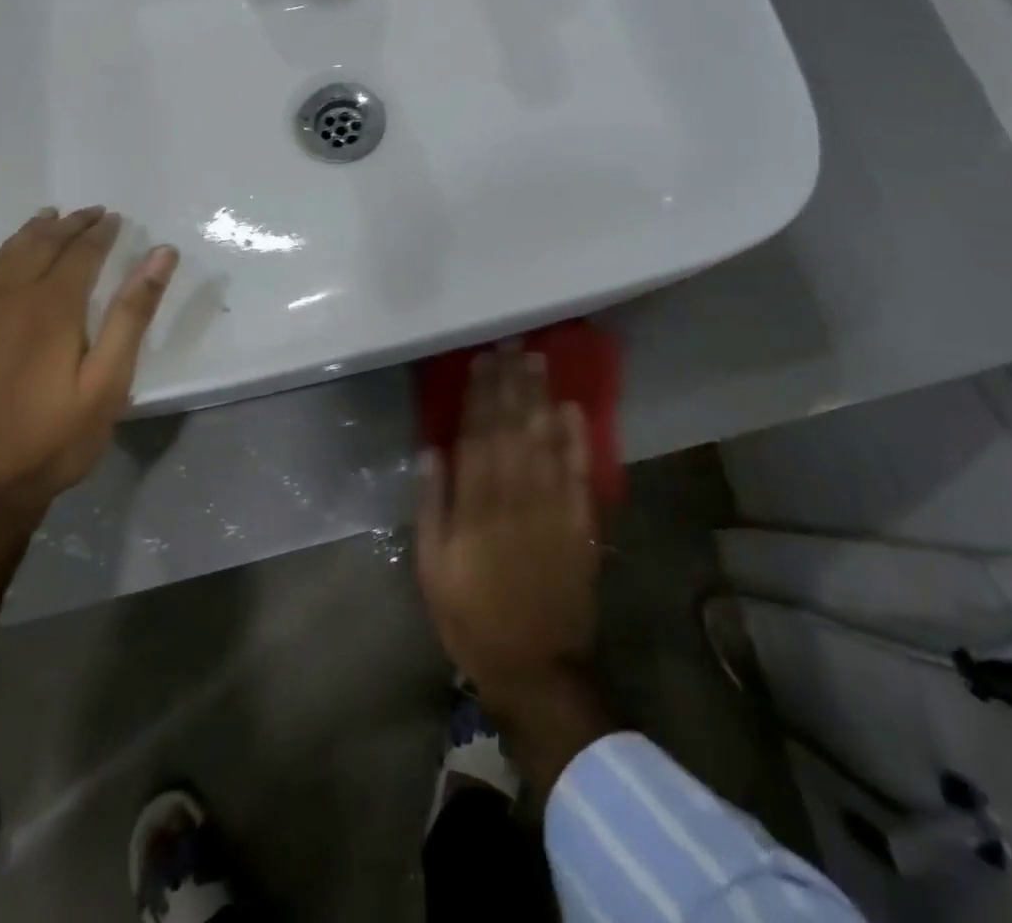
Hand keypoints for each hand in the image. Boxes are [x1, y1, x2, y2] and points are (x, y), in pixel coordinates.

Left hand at [0, 207, 177, 519]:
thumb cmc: (50, 440)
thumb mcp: (107, 384)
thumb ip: (132, 315)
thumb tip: (160, 254)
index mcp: (50, 307)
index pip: (80, 252)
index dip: (100, 233)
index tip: (113, 219)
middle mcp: (2, 297)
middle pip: (39, 244)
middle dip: (68, 225)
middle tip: (88, 214)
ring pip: (1, 258)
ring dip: (30, 235)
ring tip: (48, 220)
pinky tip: (1, 267)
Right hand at [416, 348, 599, 707]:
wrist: (535, 667)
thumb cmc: (471, 616)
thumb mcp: (432, 568)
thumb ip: (432, 507)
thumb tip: (431, 451)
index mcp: (477, 510)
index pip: (477, 438)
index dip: (479, 396)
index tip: (480, 361)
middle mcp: (516, 500)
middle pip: (513, 430)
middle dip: (511, 385)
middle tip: (512, 345)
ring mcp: (553, 511)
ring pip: (545, 443)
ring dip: (540, 399)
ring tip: (537, 362)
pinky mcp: (580, 526)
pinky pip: (579, 475)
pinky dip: (576, 440)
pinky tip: (572, 409)